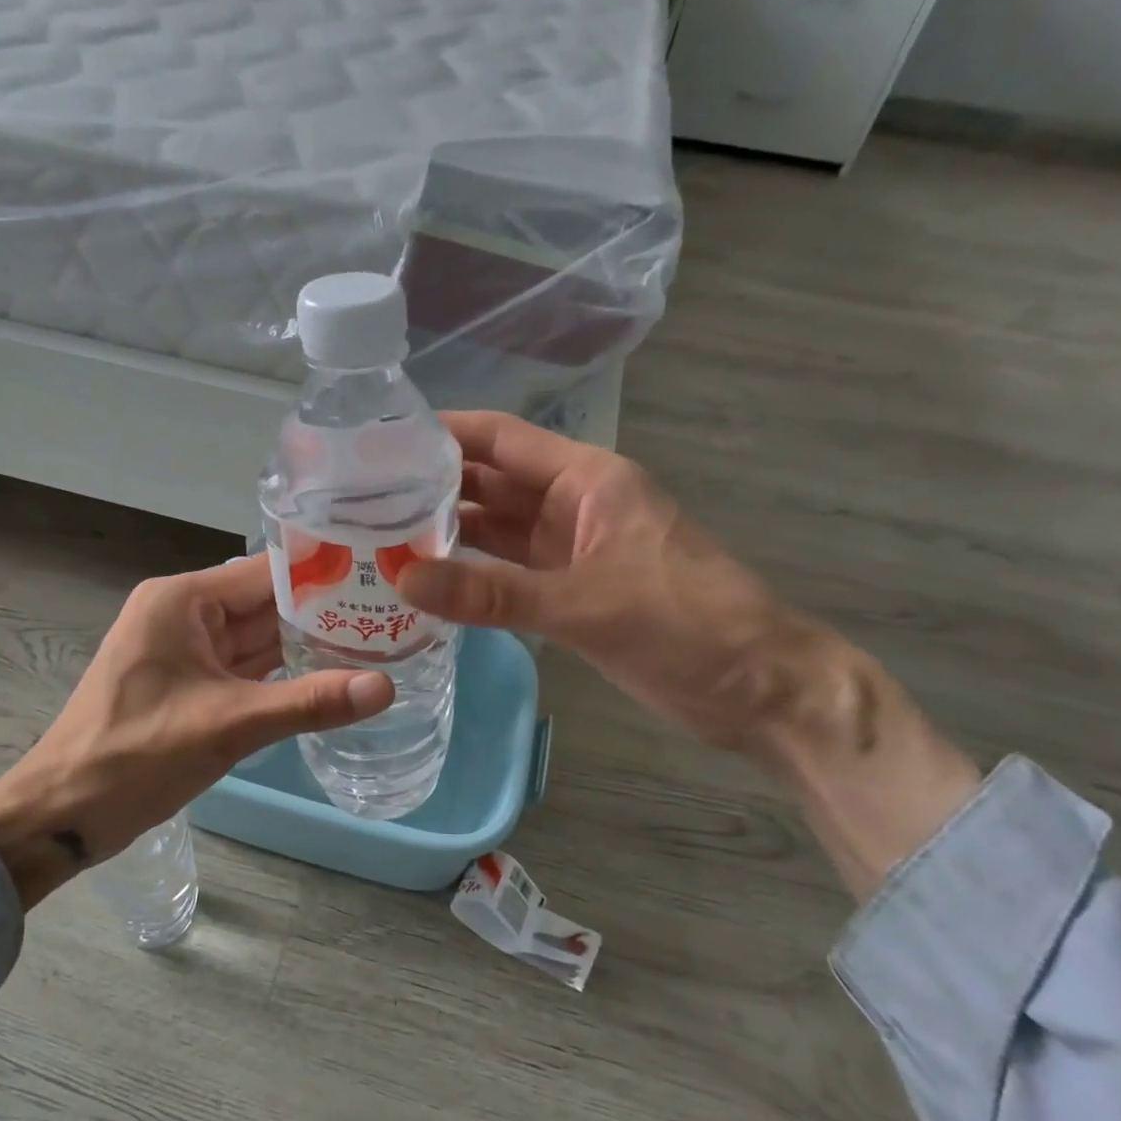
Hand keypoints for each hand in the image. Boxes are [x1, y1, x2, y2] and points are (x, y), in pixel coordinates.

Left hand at [0, 556, 392, 908]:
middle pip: (266, 603)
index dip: (325, 575)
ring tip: (376, 643)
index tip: (382, 580)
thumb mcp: (229, 725)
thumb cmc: (136, 756)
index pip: (268, 572)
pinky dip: (281, 674)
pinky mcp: (188, 682)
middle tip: (392, 616)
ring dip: (306, 645)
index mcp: (184, 600)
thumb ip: (308, 702)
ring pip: (258, 637)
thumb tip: (385, 687)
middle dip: (323, 613)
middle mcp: (184, 613)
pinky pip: (244, 667)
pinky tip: (329, 678)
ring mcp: (185, 649)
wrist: (62, 812)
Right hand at [394, 411, 806, 748]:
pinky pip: (508, 572)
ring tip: (377, 535)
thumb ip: (492, 594)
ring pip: (497, 529)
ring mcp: (572, 550)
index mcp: (587, 480)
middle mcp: (574, 505)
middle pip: (491, 482)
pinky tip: (425, 583)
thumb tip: (404, 579)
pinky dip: (471, 575)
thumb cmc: (687, 626)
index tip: (380, 436)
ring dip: (446, 532)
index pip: (502, 439)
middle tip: (360, 495)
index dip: (444, 431)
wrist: (760, 689)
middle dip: (432, 484)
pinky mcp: (572, 591)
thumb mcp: (586, 605)